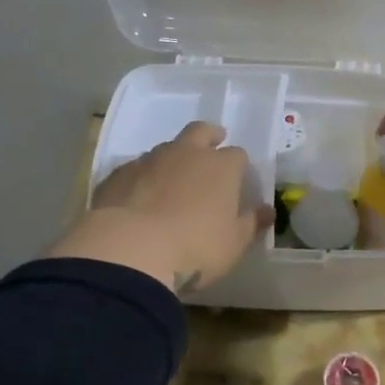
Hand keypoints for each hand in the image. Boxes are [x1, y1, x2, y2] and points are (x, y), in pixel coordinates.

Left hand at [46, 122, 269, 293]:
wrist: (129, 251)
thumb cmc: (195, 248)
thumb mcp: (233, 244)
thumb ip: (251, 223)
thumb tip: (267, 210)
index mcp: (221, 167)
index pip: (237, 155)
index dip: (238, 166)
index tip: (237, 178)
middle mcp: (186, 154)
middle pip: (200, 132)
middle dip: (208, 136)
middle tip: (211, 146)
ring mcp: (149, 161)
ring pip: (166, 148)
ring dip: (173, 159)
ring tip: (172, 181)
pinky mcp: (117, 175)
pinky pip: (136, 169)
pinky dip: (143, 178)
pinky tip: (140, 197)